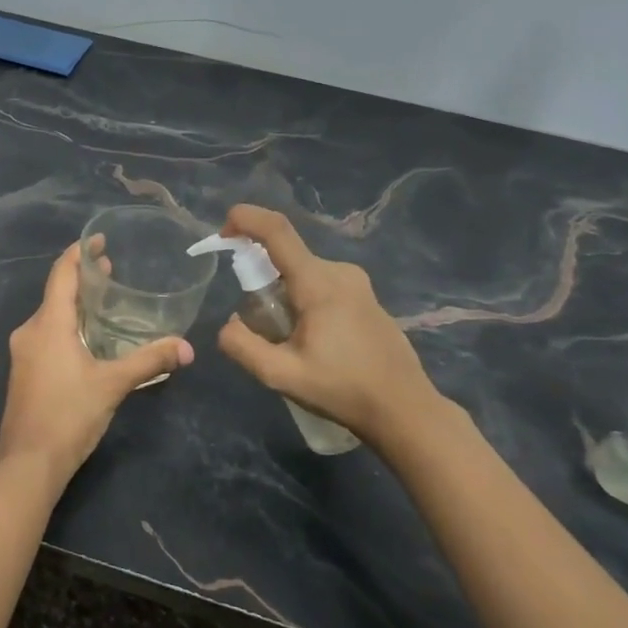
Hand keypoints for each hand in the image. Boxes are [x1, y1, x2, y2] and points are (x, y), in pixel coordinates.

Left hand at [0, 242, 194, 492]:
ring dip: (76, 305)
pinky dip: (68, 326)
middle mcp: (30, 331)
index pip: (61, 274)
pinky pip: (46, 336)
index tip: (98, 239)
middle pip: (56, 293)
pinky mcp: (24, 372)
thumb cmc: (68, 415)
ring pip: (51, 316)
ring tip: (105, 302)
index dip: (79, 253)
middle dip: (83, 279)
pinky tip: (88, 339)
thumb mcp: (113, 385)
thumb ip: (149, 361)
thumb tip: (187, 348)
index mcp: (48, 324)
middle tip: (112, 269)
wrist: (27, 464)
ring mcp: (23, 353)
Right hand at [215, 204, 452, 450]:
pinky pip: (321, 283)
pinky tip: (312, 341)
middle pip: (286, 257)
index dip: (246, 219)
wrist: (404, 409)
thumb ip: (243, 346)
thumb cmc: (343, 390)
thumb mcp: (281, 376)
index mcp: (318, 283)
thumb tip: (229, 322)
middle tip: (257, 323)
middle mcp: (339, 271)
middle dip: (260, 278)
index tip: (222, 232)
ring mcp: (357, 283)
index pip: (277, 231)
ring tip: (287, 341)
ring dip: (282, 293)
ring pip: (302, 272)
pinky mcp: (366, 296)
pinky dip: (302, 299)